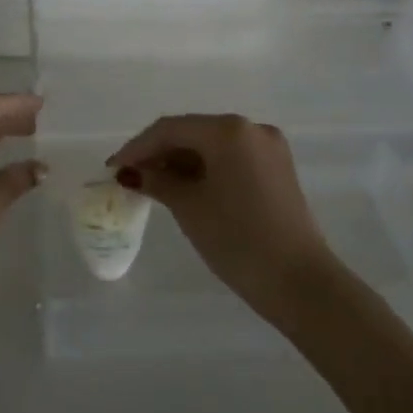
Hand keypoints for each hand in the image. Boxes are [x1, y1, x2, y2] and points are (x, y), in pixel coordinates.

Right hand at [109, 114, 340, 317]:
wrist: (301, 284)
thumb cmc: (238, 240)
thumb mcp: (189, 208)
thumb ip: (157, 181)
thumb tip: (132, 173)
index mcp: (229, 130)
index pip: (171, 129)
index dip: (137, 147)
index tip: (112, 167)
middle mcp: (251, 128)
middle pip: (192, 132)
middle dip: (159, 152)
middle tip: (129, 175)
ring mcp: (269, 148)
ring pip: (212, 146)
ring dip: (181, 161)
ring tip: (152, 184)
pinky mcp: (277, 169)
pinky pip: (231, 159)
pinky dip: (205, 169)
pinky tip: (184, 187)